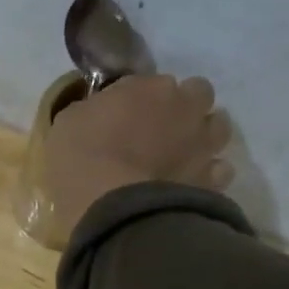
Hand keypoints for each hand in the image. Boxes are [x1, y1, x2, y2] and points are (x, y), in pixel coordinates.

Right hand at [45, 73, 233, 236]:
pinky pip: (219, 169)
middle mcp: (184, 108)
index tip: (124, 114)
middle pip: (198, 93)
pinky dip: (207, 173)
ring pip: (218, 127)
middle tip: (159, 128)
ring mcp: (203, 144)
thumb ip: (93, 110)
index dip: (140, 98)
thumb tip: (101, 112)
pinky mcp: (213, 179)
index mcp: (148, 88)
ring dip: (202, 134)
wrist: (113, 207)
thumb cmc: (81, 158)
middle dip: (183, 105)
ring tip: (180, 153)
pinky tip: (188, 182)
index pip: (151, 82)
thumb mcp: (69, 122)